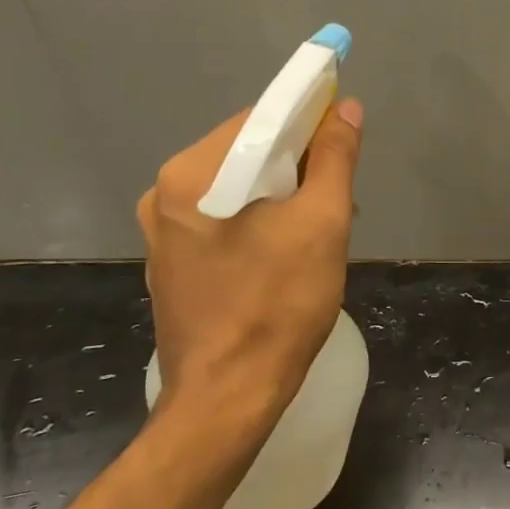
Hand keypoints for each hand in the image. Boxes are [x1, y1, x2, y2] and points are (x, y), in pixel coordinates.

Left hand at [136, 99, 364, 417]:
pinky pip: (222, 219)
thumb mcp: (321, 223)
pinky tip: (286, 252)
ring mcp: (163, 232)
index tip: (344, 143)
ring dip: (282, 195)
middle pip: (246, 152)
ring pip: (237, 187)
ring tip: (320, 229)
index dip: (308, 122)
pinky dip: (258, 220)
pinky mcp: (171, 263)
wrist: (227, 400)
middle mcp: (165, 193)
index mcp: (192, 174)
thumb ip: (334, 157)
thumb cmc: (278, 305)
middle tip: (338, 197)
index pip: (259, 119)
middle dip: (297, 165)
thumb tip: (346, 108)